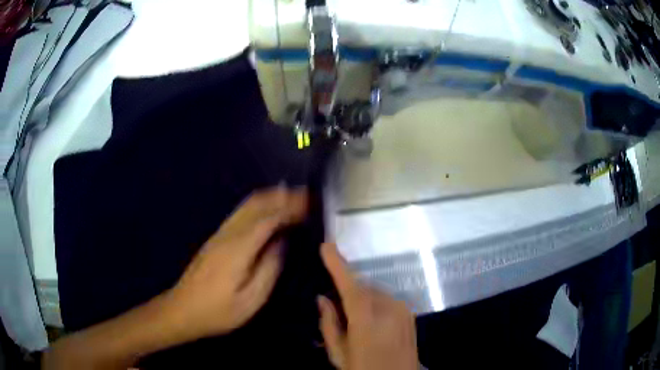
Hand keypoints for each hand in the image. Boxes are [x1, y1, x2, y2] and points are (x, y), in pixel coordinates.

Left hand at [166, 186, 307, 339]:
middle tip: (305, 195)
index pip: (269, 218)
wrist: (182, 310)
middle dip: (282, 196)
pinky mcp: (216, 239)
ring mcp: (219, 235)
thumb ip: (269, 269)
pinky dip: (258, 206)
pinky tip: (268, 211)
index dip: (291, 208)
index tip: (311, 204)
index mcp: (238, 248)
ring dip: (270, 197)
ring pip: (247, 205)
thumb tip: (282, 243)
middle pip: (256, 204)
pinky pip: (241, 213)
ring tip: (292, 196)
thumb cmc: (218, 311)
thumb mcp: (251, 300)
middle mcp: (228, 234)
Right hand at [318, 242, 417, 369]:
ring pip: (374, 292)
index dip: (338, 264)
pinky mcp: (408, 311)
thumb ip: (329, 324)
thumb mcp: (339, 354)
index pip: (350, 286)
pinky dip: (374, 303)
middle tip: (337, 310)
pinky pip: (385, 299)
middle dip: (347, 292)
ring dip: (362, 299)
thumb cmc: (364, 368)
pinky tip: (373, 322)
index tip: (327, 245)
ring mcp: (401, 308)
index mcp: (367, 320)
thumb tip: (322, 299)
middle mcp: (387, 308)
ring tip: (357, 322)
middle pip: (362, 287)